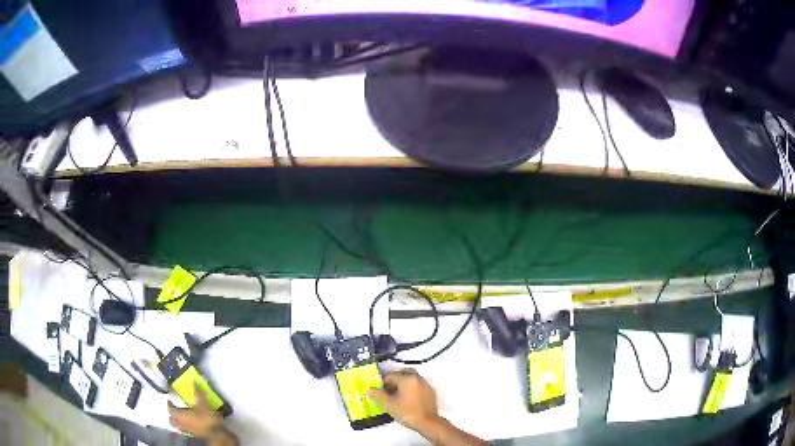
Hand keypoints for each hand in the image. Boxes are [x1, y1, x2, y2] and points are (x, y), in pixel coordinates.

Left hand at [167, 383, 223, 438]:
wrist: (216, 433)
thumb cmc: (207, 418)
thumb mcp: (203, 403)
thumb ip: (197, 393)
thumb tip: (193, 380)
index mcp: (180, 415)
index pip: (170, 409)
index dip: (169, 404)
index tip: (171, 400)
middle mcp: (181, 423)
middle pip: (171, 419)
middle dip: (171, 414)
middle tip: (174, 408)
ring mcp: (187, 430)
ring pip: (177, 426)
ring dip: (176, 421)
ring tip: (179, 416)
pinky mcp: (193, 435)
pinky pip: (184, 431)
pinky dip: (183, 427)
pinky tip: (188, 424)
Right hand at [368, 369, 441, 432]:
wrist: (427, 422)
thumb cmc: (407, 412)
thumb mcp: (389, 405)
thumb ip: (378, 395)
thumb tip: (370, 390)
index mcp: (407, 379)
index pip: (391, 375)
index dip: (383, 382)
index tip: (379, 389)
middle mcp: (417, 378)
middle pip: (403, 373)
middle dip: (394, 379)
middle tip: (388, 389)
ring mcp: (425, 384)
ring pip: (412, 378)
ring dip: (404, 382)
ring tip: (397, 394)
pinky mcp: (430, 391)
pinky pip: (418, 384)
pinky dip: (412, 387)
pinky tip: (408, 398)